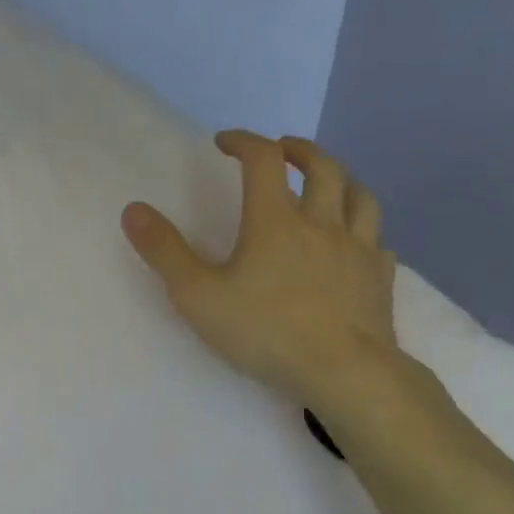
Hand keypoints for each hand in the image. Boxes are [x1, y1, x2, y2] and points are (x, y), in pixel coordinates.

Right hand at [122, 132, 399, 412]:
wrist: (344, 372)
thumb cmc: (266, 331)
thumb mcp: (198, 295)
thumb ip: (165, 252)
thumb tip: (134, 209)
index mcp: (276, 221)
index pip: (263, 160)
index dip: (244, 142)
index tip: (224, 142)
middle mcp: (322, 223)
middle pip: (322, 167)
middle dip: (299, 150)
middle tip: (282, 148)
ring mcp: (358, 249)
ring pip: (360, 196)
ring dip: (341, 179)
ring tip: (328, 181)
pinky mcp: (380, 279)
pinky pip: (377, 241)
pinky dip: (364, 231)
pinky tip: (357, 242)